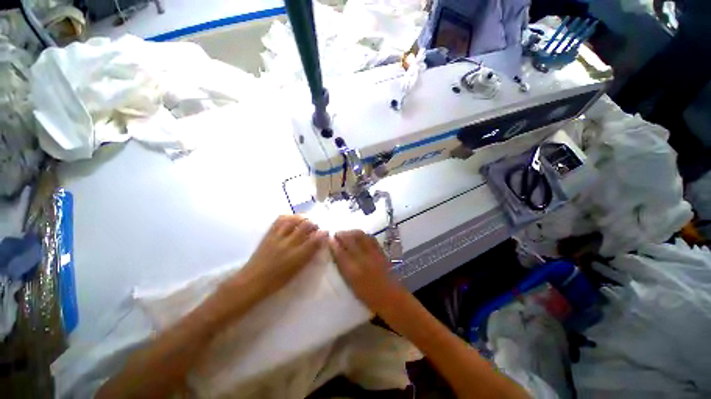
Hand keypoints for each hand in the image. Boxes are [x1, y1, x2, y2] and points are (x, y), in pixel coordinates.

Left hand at [222, 215, 327, 300]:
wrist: (252, 281)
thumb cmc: (277, 280)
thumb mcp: (297, 270)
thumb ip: (309, 255)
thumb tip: (319, 242)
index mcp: (297, 256)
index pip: (315, 240)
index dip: (323, 233)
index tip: (326, 232)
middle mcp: (289, 244)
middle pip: (306, 225)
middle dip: (314, 223)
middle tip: (316, 226)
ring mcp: (278, 237)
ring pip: (294, 219)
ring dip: (303, 217)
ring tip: (306, 220)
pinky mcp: (269, 234)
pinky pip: (280, 220)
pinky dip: (289, 216)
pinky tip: (292, 219)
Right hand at [329, 230, 400, 311]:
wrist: (391, 297)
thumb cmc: (368, 296)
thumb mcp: (351, 284)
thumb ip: (343, 268)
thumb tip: (335, 253)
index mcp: (353, 272)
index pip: (340, 253)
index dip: (333, 244)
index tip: (329, 239)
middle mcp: (363, 259)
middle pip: (350, 241)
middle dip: (341, 234)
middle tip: (336, 234)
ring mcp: (373, 254)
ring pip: (360, 236)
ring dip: (351, 232)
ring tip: (346, 234)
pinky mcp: (381, 251)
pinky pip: (370, 238)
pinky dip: (363, 235)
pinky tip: (359, 236)